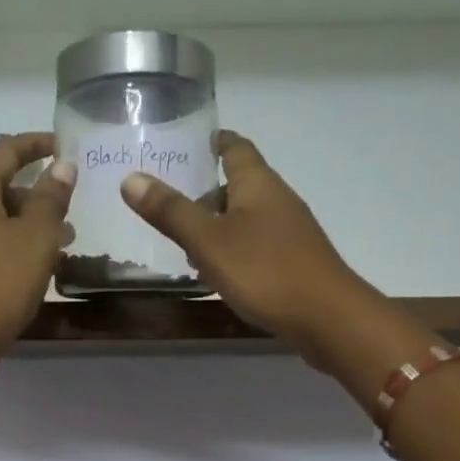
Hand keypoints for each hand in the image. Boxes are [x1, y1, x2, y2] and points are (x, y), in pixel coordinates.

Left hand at [0, 132, 75, 372]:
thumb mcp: (36, 236)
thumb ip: (51, 197)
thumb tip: (62, 166)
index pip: (6, 151)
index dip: (37, 144)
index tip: (65, 146)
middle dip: (38, 192)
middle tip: (72, 205)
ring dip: (30, 222)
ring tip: (66, 242)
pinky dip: (15, 244)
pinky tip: (40, 266)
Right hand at [121, 130, 373, 365]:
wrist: (328, 318)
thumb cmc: (265, 271)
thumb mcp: (208, 241)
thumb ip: (171, 211)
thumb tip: (131, 178)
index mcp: (258, 184)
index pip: (235, 147)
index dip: (213, 142)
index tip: (187, 143)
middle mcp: (277, 200)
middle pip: (238, 184)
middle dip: (205, 192)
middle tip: (167, 202)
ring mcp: (290, 232)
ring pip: (245, 218)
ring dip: (216, 226)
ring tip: (182, 243)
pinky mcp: (294, 262)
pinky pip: (256, 245)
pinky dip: (232, 250)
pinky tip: (216, 273)